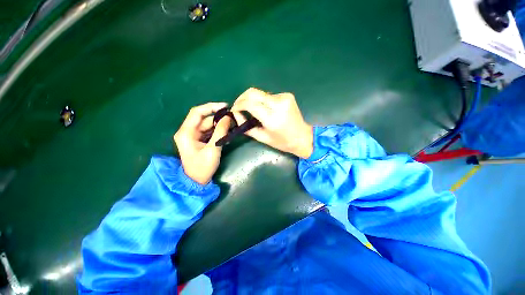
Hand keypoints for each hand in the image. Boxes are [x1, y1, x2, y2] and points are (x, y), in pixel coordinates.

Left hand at [174, 102, 231, 184]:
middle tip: (233, 120)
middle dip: (219, 119)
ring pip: (208, 125)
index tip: (225, 107)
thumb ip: (220, 132)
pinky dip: (218, 132)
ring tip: (232, 128)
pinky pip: (209, 132)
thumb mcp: (213, 149)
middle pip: (204, 119)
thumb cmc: (203, 167)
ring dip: (220, 126)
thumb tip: (228, 117)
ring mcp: (193, 136)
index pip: (197, 112)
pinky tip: (227, 136)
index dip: (211, 107)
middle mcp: (188, 131)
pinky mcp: (198, 140)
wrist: (196, 182)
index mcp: (186, 132)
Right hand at [231, 88, 313, 158]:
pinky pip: (269, 95)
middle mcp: (279, 104)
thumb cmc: (282, 142)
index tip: (234, 110)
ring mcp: (284, 97)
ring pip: (260, 93)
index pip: (250, 104)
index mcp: (272, 118)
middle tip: (238, 106)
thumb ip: (246, 126)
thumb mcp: (262, 137)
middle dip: (242, 98)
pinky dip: (262, 101)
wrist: (302, 137)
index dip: (239, 105)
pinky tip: (265, 109)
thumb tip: (235, 114)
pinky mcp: (287, 95)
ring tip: (251, 110)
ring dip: (253, 100)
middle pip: (253, 92)